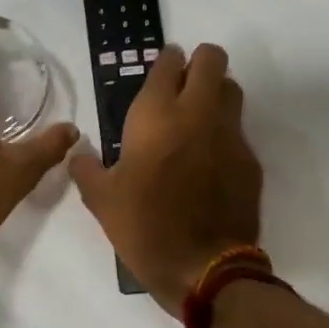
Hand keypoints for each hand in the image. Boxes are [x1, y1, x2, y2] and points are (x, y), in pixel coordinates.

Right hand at [70, 44, 262, 315]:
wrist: (203, 268)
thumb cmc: (144, 227)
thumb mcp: (101, 200)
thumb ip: (86, 168)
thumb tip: (78, 153)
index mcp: (156, 116)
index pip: (168, 63)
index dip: (166, 60)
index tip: (161, 69)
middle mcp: (198, 113)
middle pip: (212, 59)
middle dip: (199, 62)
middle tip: (183, 83)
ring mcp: (230, 134)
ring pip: (231, 89)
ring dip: (216, 91)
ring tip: (198, 115)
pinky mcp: (250, 160)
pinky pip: (238, 130)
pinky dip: (225, 132)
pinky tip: (210, 159)